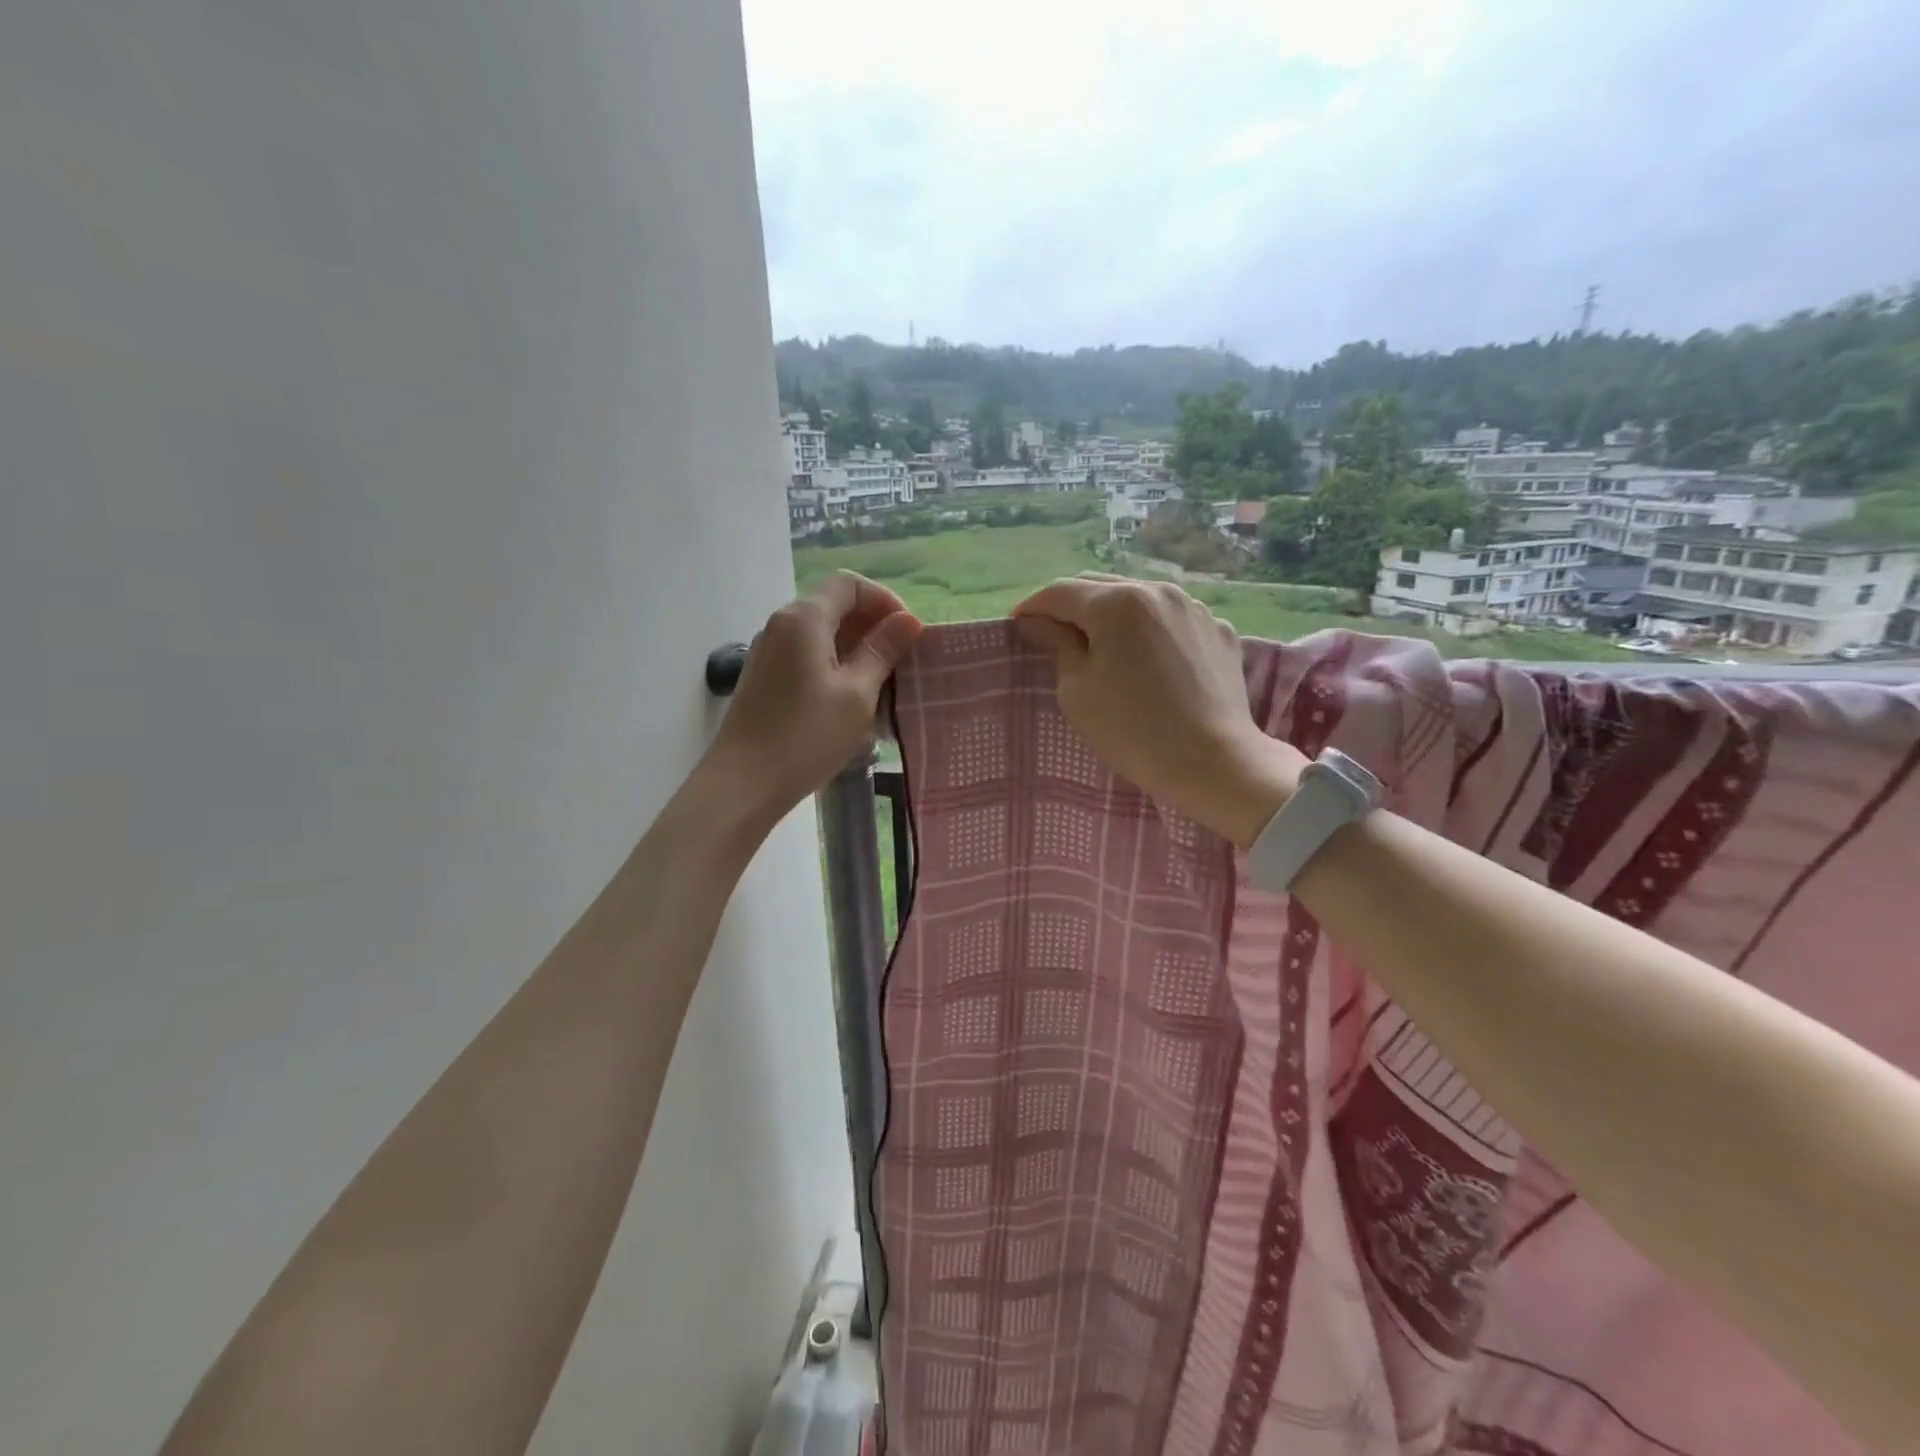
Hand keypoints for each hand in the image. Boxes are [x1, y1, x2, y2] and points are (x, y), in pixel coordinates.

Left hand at [703, 572, 922, 827]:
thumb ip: (882, 651)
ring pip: (821, 634)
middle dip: (872, 627)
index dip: (884, 601)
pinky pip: (806, 656)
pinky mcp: (764, 678)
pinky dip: (834, 665)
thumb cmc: (807, 735)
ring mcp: (768, 651)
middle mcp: (781, 625)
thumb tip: (909, 621)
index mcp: (804, 618)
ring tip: (882, 685)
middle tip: (900, 662)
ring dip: (855, 649)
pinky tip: (850, 700)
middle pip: (833, 606)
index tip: (907, 635)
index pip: (849, 584)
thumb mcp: (857, 694)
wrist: (744, 783)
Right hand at [1012, 575, 1304, 848]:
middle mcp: (1157, 591)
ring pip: (1139, 599)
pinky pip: (1172, 621)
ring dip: (1114, 615)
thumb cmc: (1132, 730)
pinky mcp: (1219, 631)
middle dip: (1072, 607)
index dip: (1032, 608)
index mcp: (1116, 603)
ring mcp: (1194, 608)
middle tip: (1054, 635)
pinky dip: (1151, 631)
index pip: (1059, 592)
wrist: (1214, 762)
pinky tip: (1149, 660)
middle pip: (1100, 587)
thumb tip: (1039, 622)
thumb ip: (1057, 644)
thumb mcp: (1077, 690)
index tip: (1018, 626)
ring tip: (1104, 645)